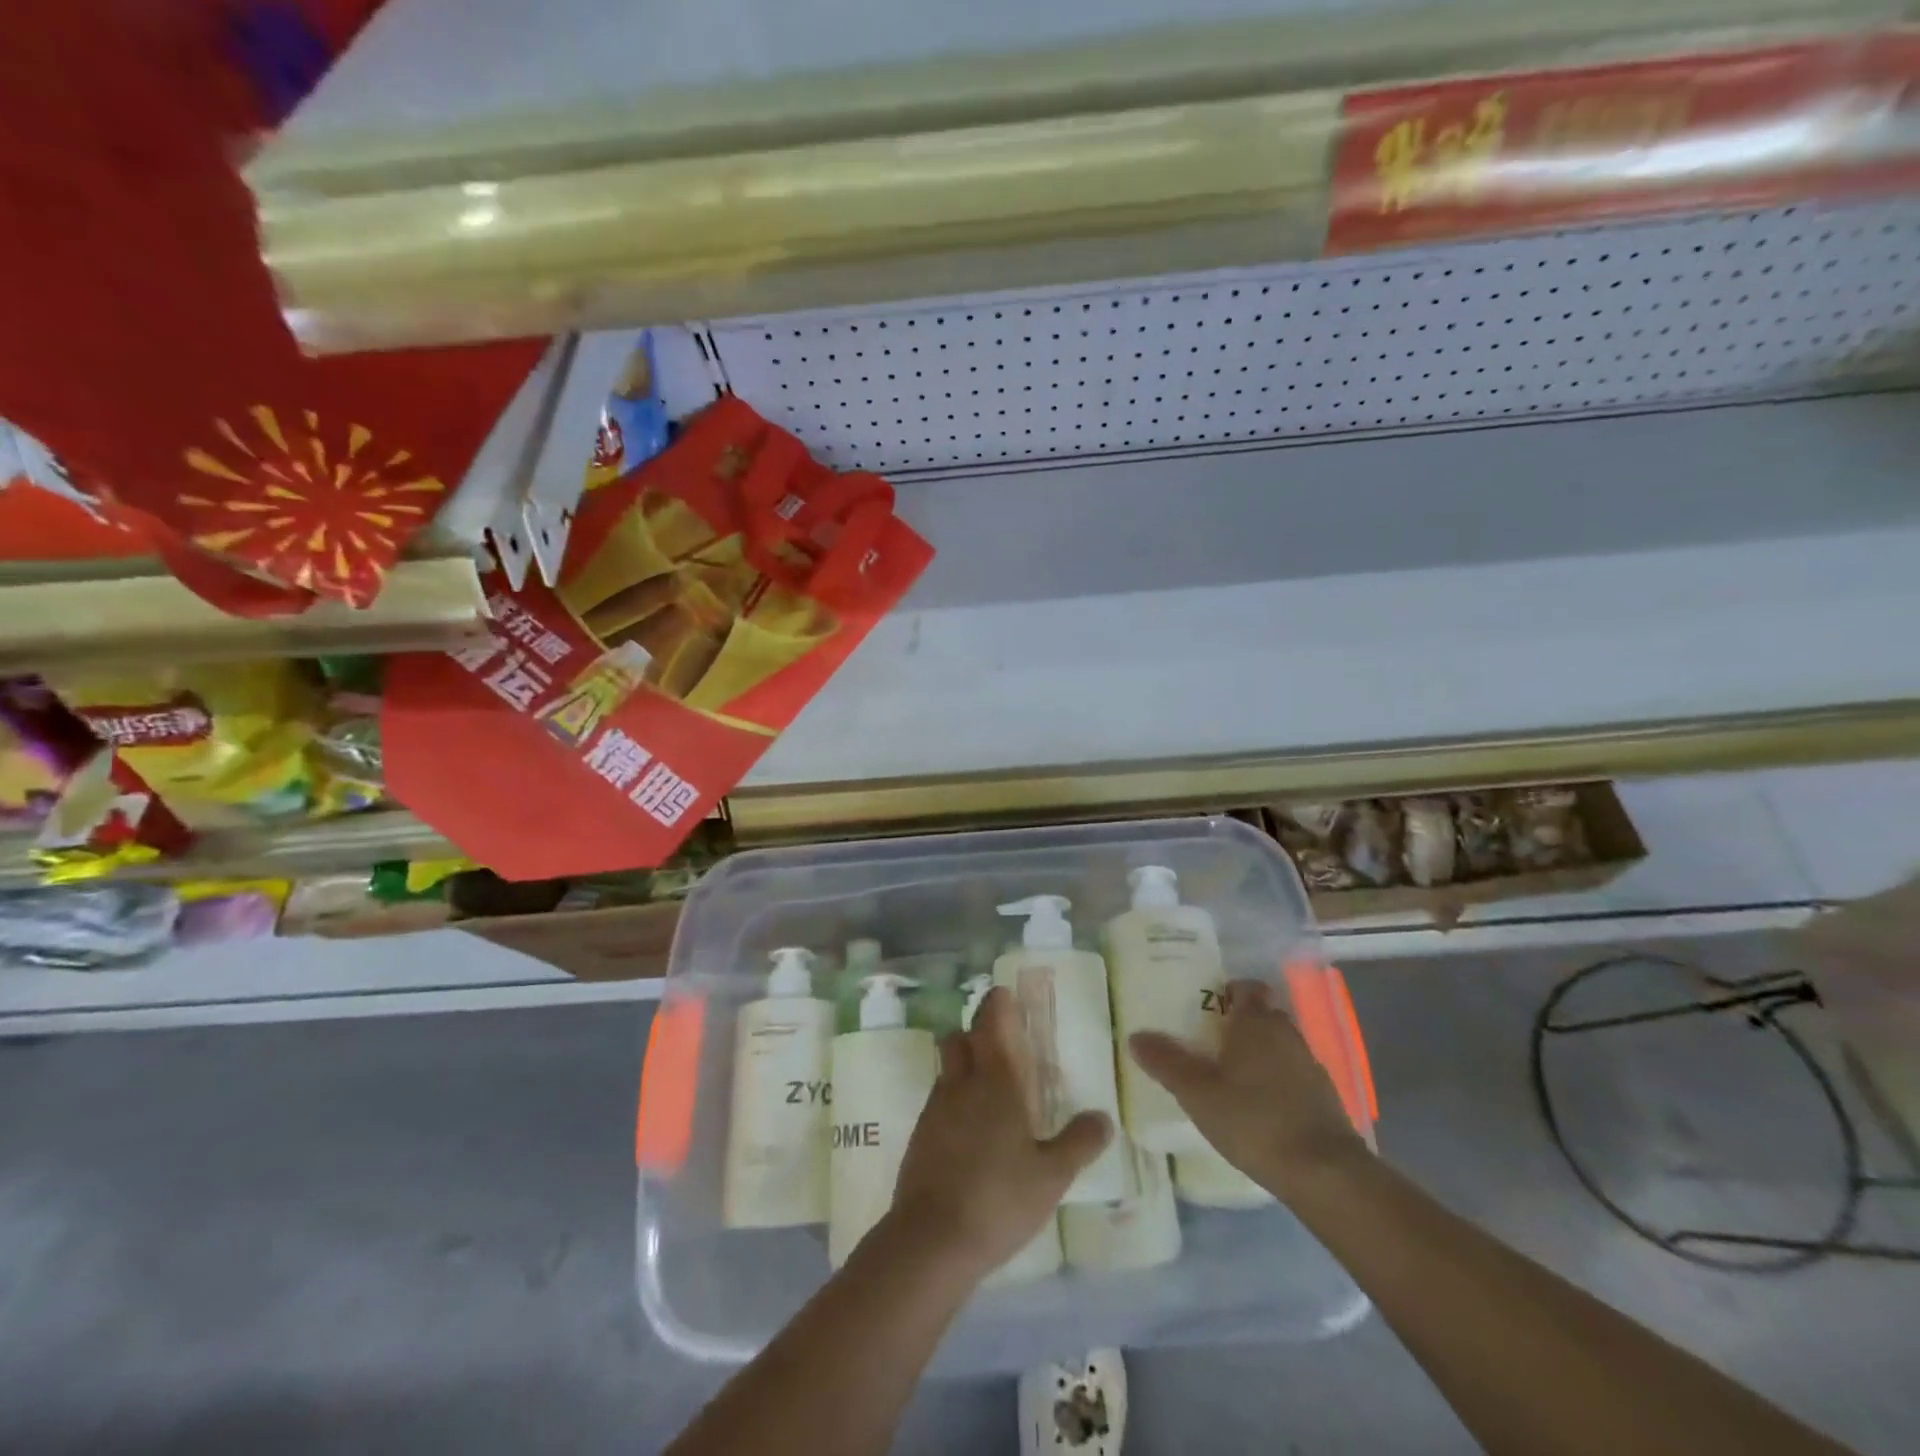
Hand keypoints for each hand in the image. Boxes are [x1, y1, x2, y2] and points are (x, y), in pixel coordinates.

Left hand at [887, 986, 1111, 1279]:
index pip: (991, 1022)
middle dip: (977, 1030)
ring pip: (947, 1066)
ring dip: (964, 1062)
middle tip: (1002, 1040)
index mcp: (995, 1080)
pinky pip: (938, 1097)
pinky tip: (971, 1126)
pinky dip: (954, 1096)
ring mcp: (935, 1107)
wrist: (930, 1240)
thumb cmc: (998, 1199)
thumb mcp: (1051, 1176)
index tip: (1006, 994)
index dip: (997, 1003)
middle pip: (961, 1037)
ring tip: (989, 1084)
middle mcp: (961, 1083)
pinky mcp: (920, 1134)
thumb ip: (1079, 1143)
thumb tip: (1104, 1118)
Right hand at [1130, 978, 1364, 1196]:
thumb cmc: (1253, 1120)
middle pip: (1263, 1014)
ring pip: (1279, 1045)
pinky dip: (1277, 1082)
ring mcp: (1310, 1064)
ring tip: (1231, 1078)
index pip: (1246, 987)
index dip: (1228, 993)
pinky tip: (1260, 1109)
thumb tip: (1135, 1036)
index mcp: (1256, 1021)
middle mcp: (1286, 1033)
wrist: (1324, 1173)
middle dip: (1240, 1024)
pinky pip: (1293, 1074)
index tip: (1206, 1011)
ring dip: (1260, 1054)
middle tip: (1209, 1045)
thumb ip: (1166, 1062)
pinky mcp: (1324, 1097)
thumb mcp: (1197, 1093)